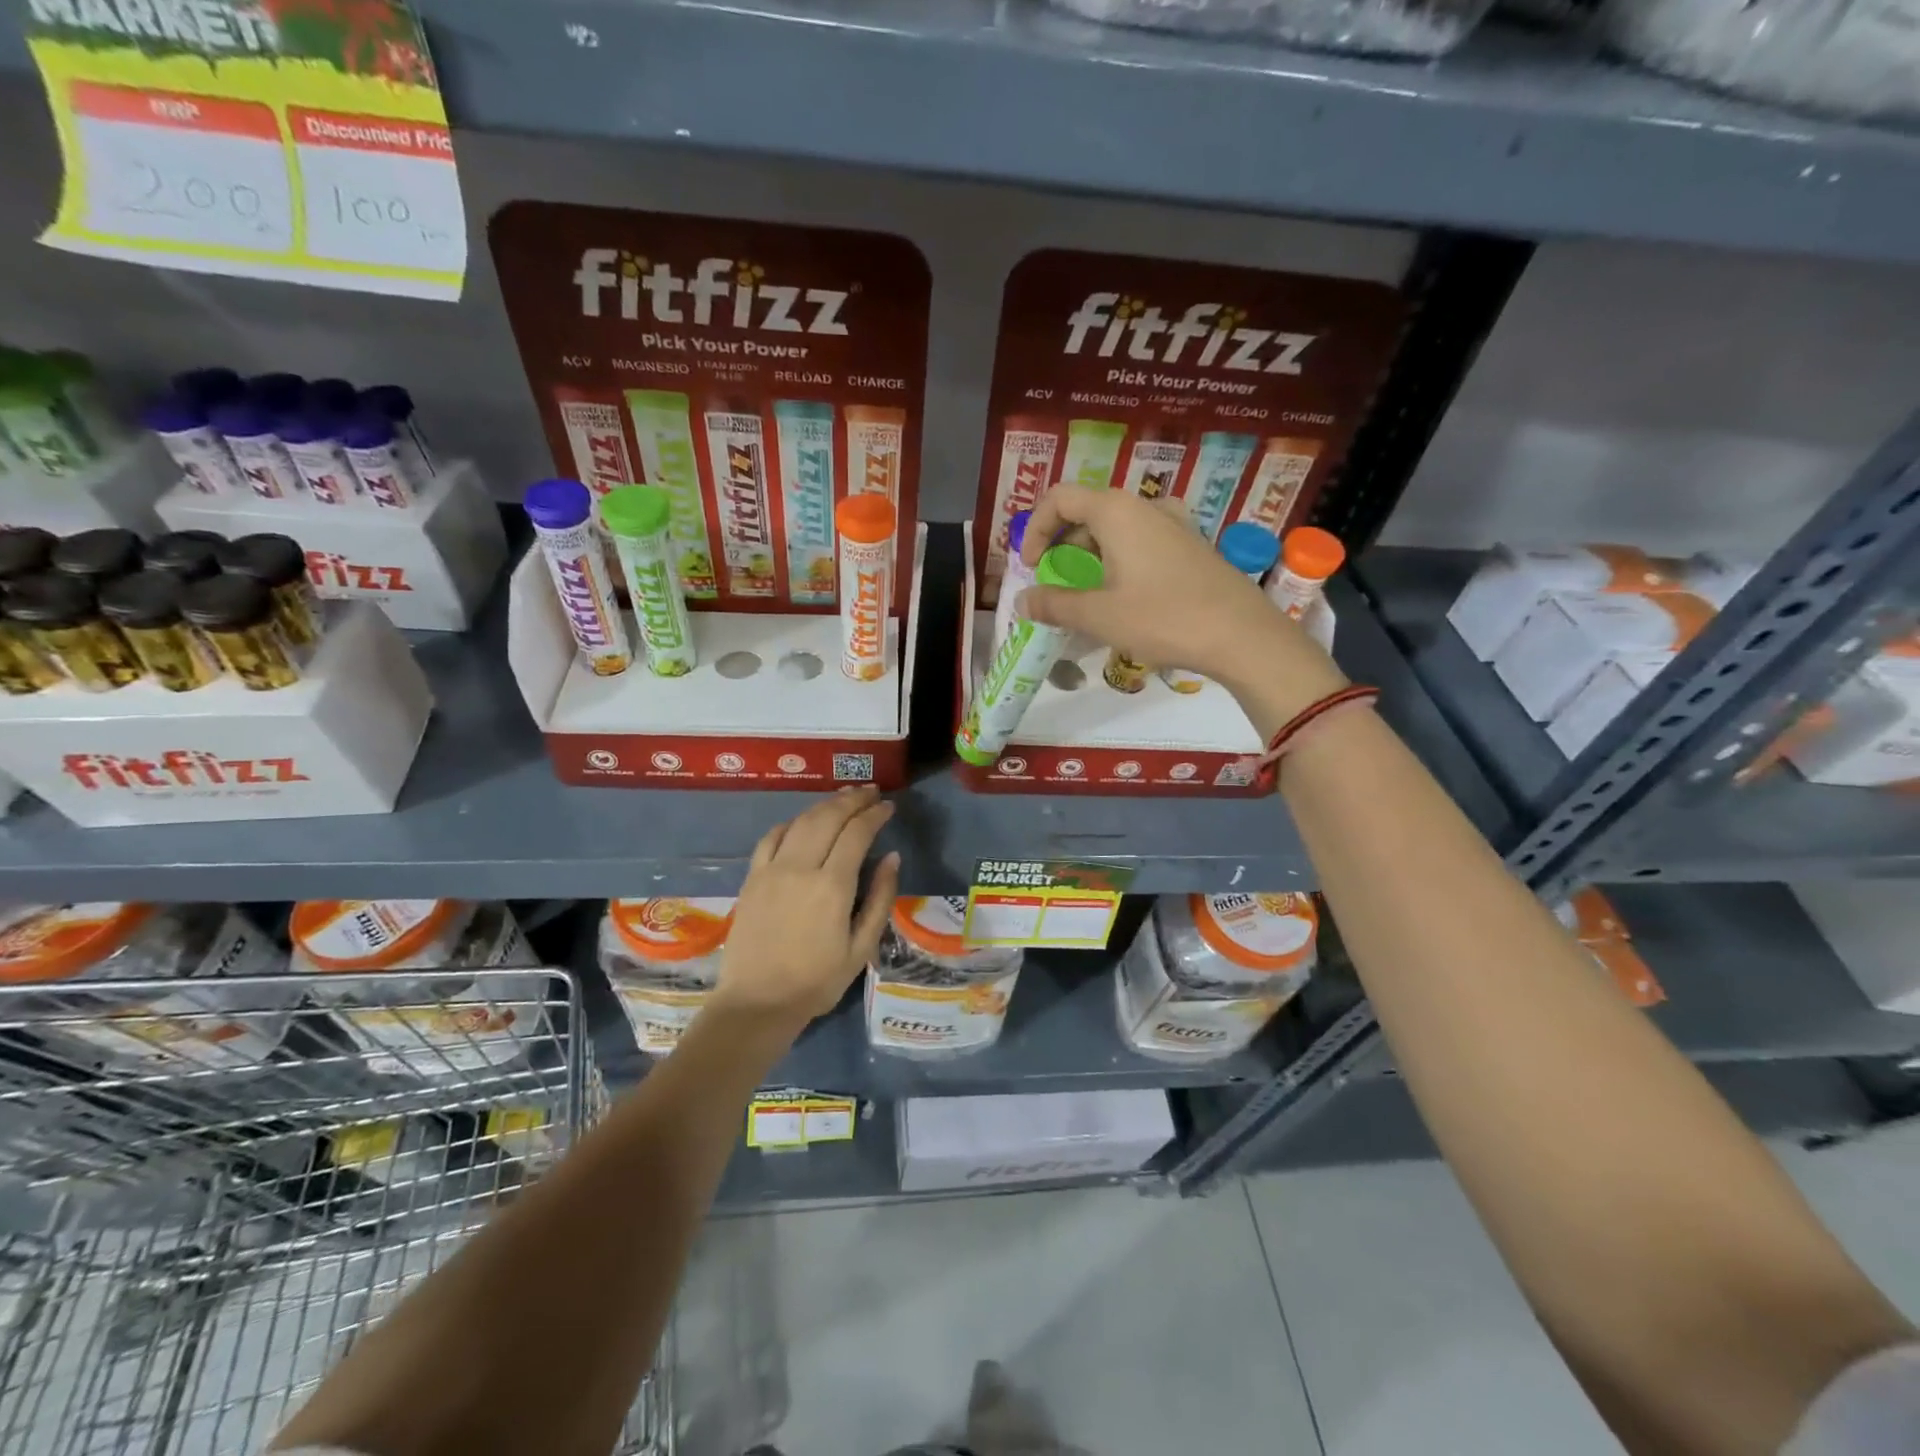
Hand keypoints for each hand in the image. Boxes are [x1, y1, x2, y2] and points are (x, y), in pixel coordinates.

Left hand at [714, 786, 900, 1026]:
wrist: (756, 1003)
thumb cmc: (816, 982)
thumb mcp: (861, 948)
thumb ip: (879, 899)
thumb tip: (893, 858)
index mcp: (832, 886)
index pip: (857, 833)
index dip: (875, 815)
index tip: (888, 807)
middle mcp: (800, 868)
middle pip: (828, 817)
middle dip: (852, 800)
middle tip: (870, 793)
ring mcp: (771, 870)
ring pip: (801, 821)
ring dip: (824, 805)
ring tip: (843, 799)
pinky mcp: (752, 878)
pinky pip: (771, 838)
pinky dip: (791, 823)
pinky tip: (803, 822)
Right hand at [1018, 485, 1346, 707]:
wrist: (1241, 635)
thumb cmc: (1163, 618)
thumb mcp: (1099, 615)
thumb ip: (1054, 604)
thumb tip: (1022, 601)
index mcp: (1117, 511)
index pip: (1059, 498)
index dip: (1035, 529)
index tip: (1031, 567)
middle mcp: (1145, 506)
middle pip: (1087, 511)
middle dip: (1061, 544)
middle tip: (1054, 583)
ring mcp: (1174, 523)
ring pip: (1116, 528)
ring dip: (1090, 554)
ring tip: (1085, 593)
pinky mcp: (1191, 545)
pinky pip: (1141, 541)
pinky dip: (1119, 560)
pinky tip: (1123, 595)